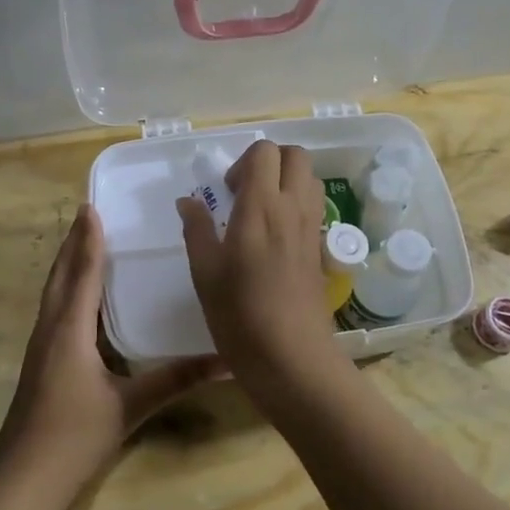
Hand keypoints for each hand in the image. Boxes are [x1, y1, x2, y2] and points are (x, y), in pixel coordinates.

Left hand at [0, 204, 218, 508]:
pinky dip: (66, 291)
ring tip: (82, 243)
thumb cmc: (76, 436)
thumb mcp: (131, 406)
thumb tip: (225, 362)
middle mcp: (50, 330)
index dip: (87, 241)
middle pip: (59, 277)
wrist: (25, 477)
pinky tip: (80, 300)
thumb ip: (177, 380)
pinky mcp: (41, 363)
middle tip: (87, 215)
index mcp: (70, 331)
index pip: (81, 275)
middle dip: (72, 245)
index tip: (91, 207)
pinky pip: (54, 312)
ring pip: (52, 294)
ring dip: (66, 265)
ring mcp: (41, 348)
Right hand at [177, 141, 338, 382]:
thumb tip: (188, 201)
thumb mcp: (205, 272)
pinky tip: (275, 238)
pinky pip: (315, 208)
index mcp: (261, 207)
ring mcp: (312, 229)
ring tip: (261, 211)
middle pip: (295, 156)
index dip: (243, 161)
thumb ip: (196, 229)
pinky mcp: (321, 250)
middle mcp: (293, 209)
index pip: (265, 152)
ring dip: (287, 181)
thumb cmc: (239, 314)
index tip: (226, 191)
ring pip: (310, 180)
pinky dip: (298, 206)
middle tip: (245, 192)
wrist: (290, 356)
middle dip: (270, 162)